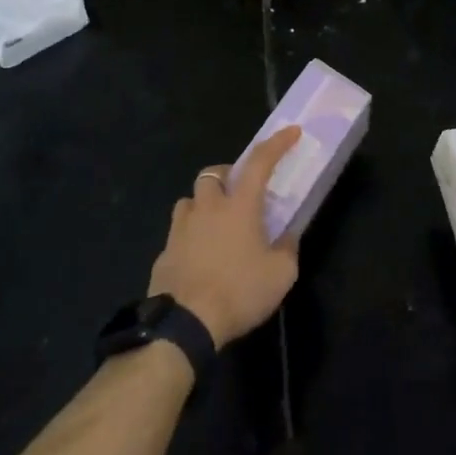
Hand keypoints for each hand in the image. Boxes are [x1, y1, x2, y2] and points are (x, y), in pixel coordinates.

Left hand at [148, 126, 301, 346]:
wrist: (185, 323)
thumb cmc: (239, 292)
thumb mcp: (280, 275)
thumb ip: (288, 249)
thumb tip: (287, 236)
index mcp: (239, 206)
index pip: (260, 162)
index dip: (277, 144)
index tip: (291, 132)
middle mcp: (207, 208)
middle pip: (212, 174)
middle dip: (227, 176)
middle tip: (241, 193)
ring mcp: (181, 228)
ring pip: (190, 200)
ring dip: (204, 204)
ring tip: (217, 225)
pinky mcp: (164, 252)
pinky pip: (179, 232)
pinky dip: (191, 236)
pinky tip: (200, 258)